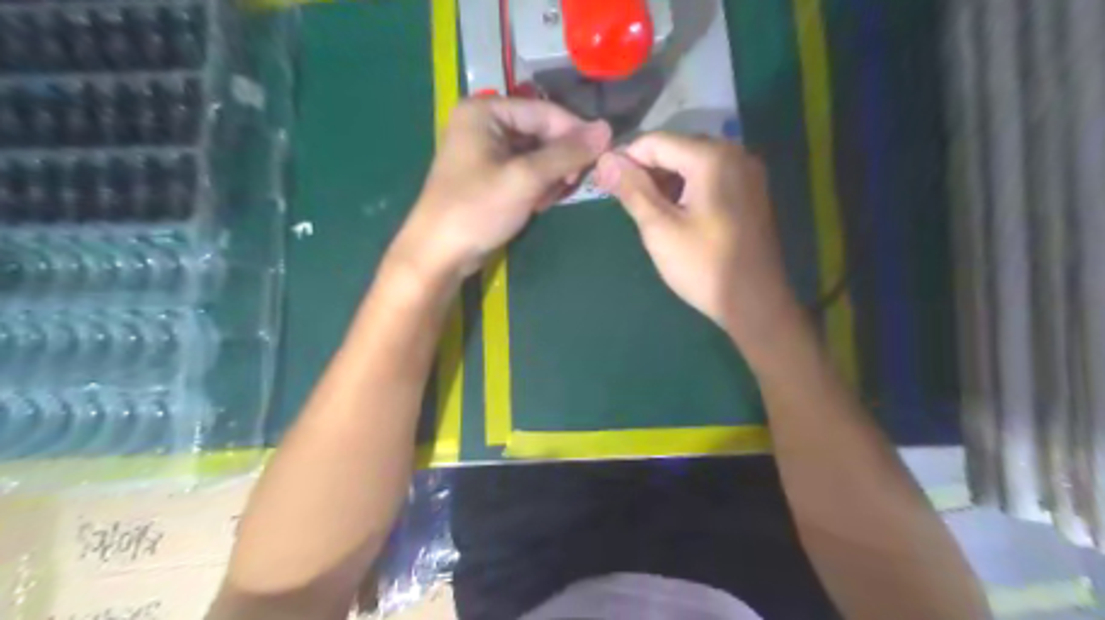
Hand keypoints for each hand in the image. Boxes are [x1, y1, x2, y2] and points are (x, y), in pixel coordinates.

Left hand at [386, 98, 612, 281]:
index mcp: (484, 111)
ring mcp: (486, 151)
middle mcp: (485, 124)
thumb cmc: (477, 210)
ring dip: (550, 177)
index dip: (575, 132)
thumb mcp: (525, 179)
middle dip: (560, 160)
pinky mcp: (490, 176)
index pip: (544, 111)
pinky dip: (538, 186)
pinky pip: (526, 172)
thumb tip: (607, 129)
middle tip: (571, 185)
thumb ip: (566, 154)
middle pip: (541, 133)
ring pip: (537, 155)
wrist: (439, 254)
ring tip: (547, 199)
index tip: (602, 155)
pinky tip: (537, 205)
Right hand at [597, 131, 802, 348]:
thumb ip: (632, 189)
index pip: (655, 141)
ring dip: (666, 181)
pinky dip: (687, 189)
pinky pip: (710, 177)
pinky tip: (676, 215)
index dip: (626, 160)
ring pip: (692, 163)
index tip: (606, 186)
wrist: (755, 303)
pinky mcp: (751, 191)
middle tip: (628, 204)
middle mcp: (735, 153)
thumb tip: (604, 159)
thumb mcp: (659, 228)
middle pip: (676, 148)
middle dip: (647, 171)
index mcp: (711, 157)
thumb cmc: (703, 267)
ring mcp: (747, 172)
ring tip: (650, 213)